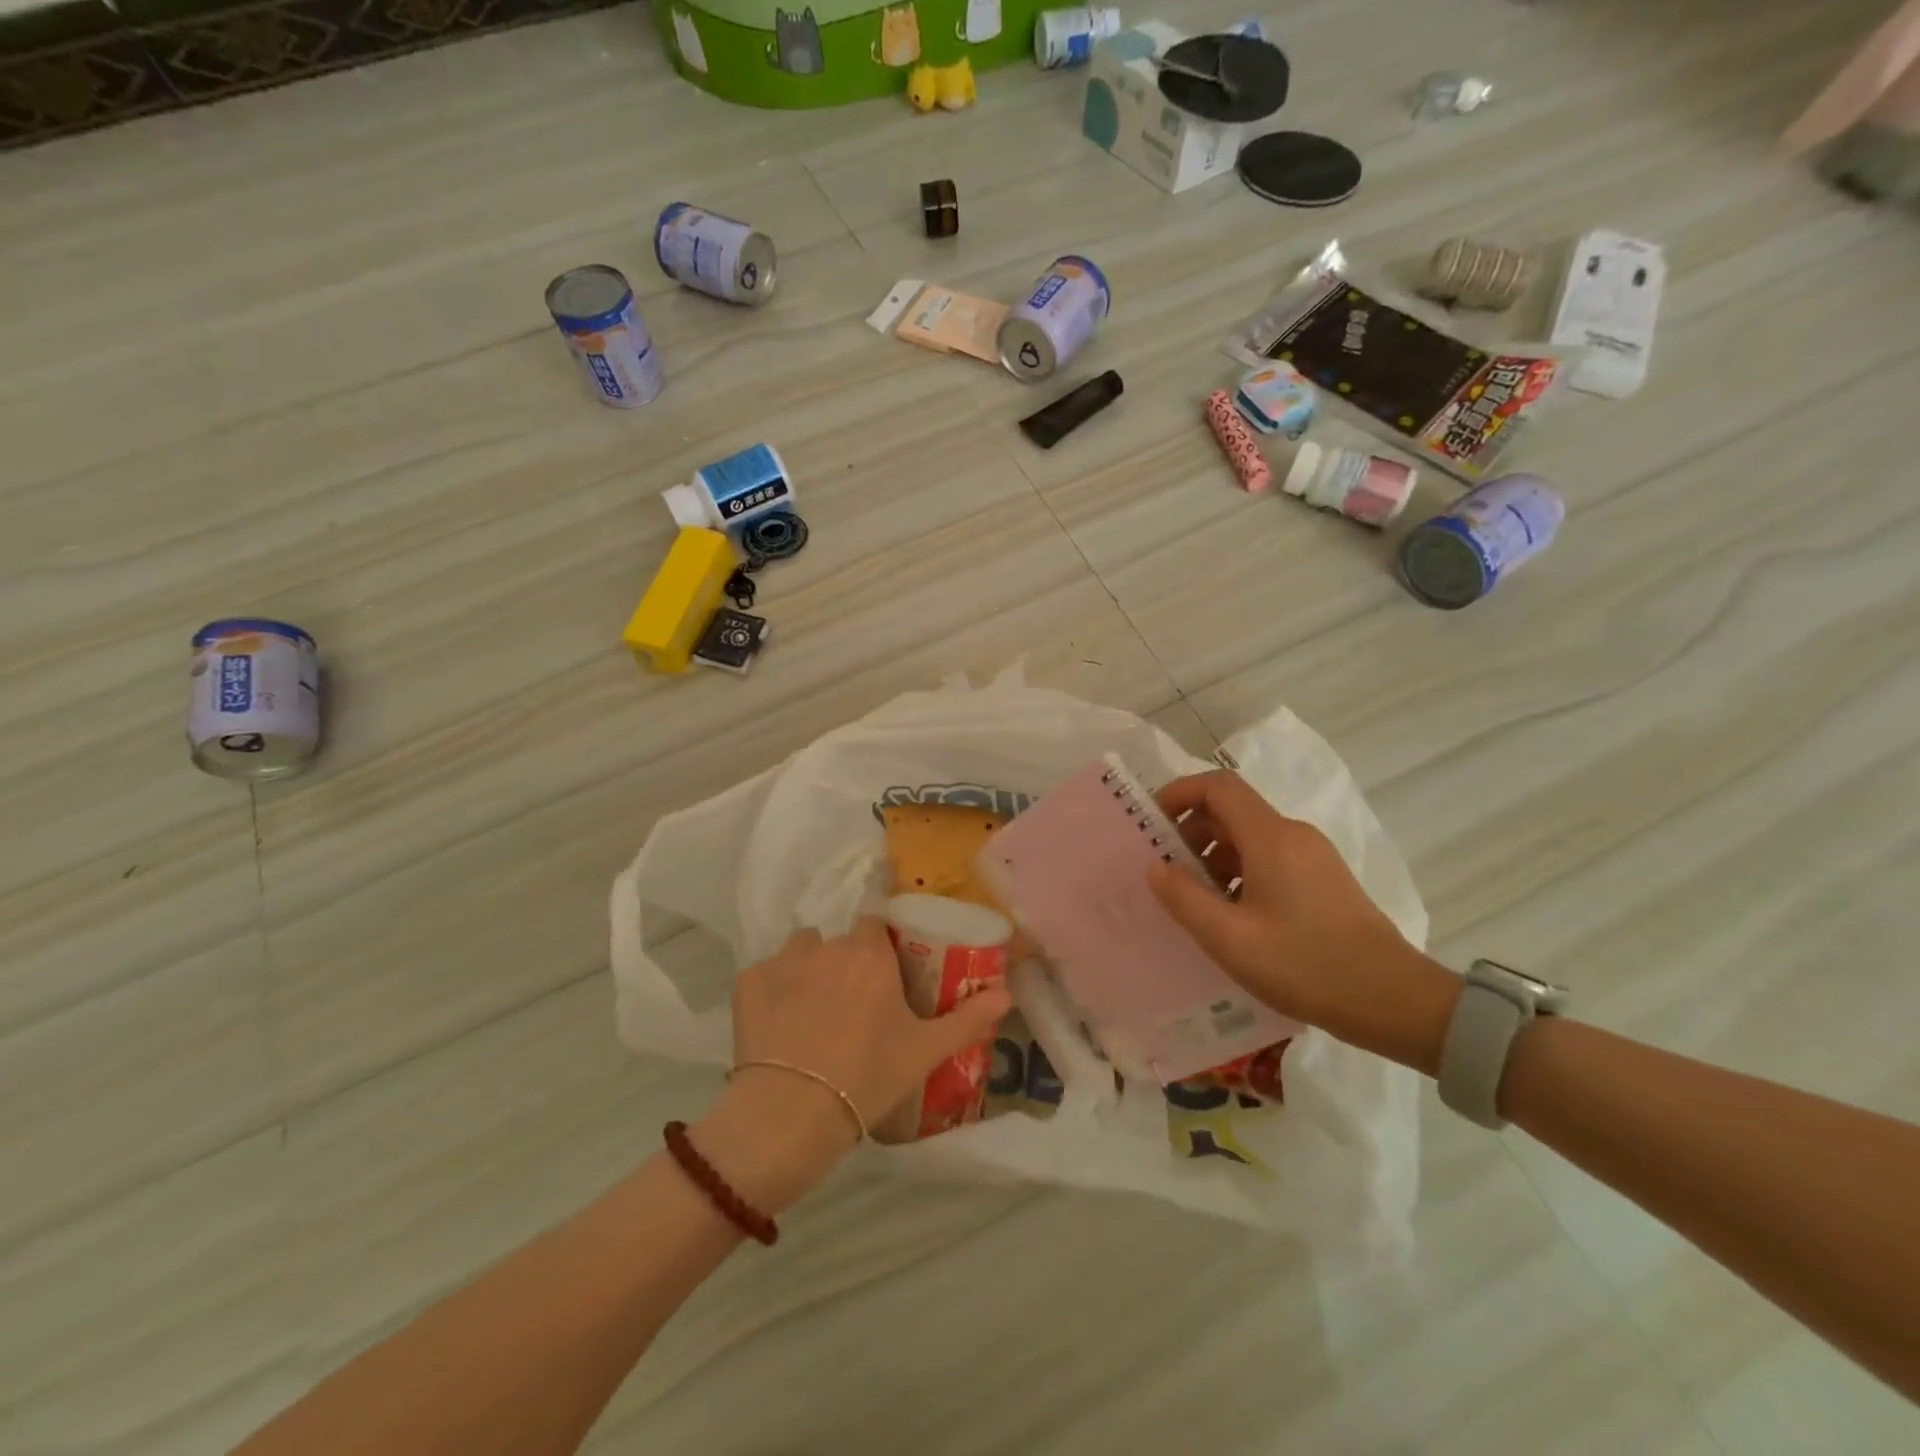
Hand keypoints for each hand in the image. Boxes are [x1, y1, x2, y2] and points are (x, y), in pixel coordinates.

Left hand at [697, 918, 1012, 1209]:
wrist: (790, 1114)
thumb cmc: (866, 1077)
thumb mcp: (924, 1051)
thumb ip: (968, 1018)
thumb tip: (1007, 993)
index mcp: (869, 953)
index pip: (876, 926)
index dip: (879, 951)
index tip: (883, 980)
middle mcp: (826, 944)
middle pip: (840, 942)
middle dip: (846, 965)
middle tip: (851, 1009)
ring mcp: (782, 960)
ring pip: (802, 952)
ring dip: (809, 971)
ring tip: (812, 1015)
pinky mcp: (748, 981)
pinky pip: (767, 975)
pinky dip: (774, 993)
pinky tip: (779, 1028)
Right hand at [1147, 771, 1459, 1072]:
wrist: (1394, 1001)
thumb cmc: (1305, 965)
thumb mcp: (1230, 939)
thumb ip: (1184, 898)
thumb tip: (1156, 866)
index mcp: (1271, 838)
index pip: (1218, 787)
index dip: (1180, 793)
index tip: (1152, 821)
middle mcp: (1294, 834)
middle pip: (1232, 810)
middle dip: (1192, 832)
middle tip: (1168, 871)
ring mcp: (1314, 856)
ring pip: (1250, 836)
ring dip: (1215, 856)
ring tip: (1198, 900)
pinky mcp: (1324, 878)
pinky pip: (1270, 857)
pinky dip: (1240, 871)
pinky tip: (1234, 915)